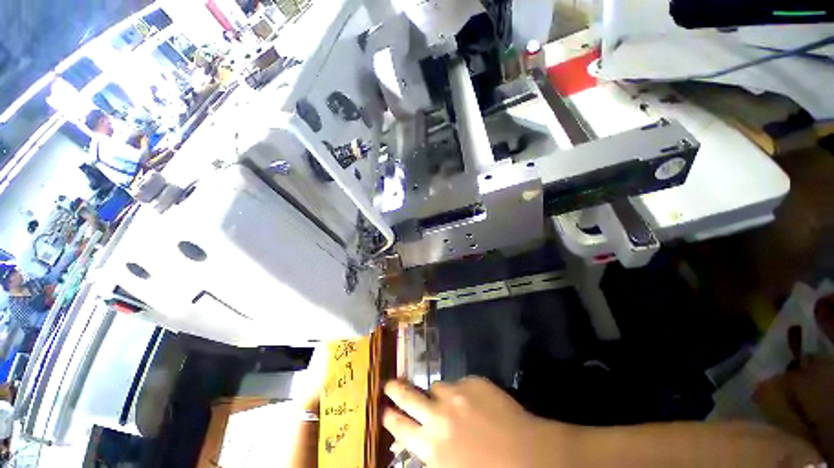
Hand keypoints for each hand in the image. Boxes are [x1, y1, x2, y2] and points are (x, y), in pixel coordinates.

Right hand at [383, 377, 569, 467]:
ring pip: (437, 387)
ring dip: (438, 395)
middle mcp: (438, 415)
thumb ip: (432, 453)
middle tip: (388, 384)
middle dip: (395, 390)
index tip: (382, 409)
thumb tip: (420, 439)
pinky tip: (476, 404)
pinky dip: (462, 392)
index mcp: (431, 445)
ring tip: (449, 404)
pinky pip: (460, 383)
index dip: (389, 417)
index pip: (400, 427)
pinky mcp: (474, 381)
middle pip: (408, 396)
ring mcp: (456, 394)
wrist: (530, 455)